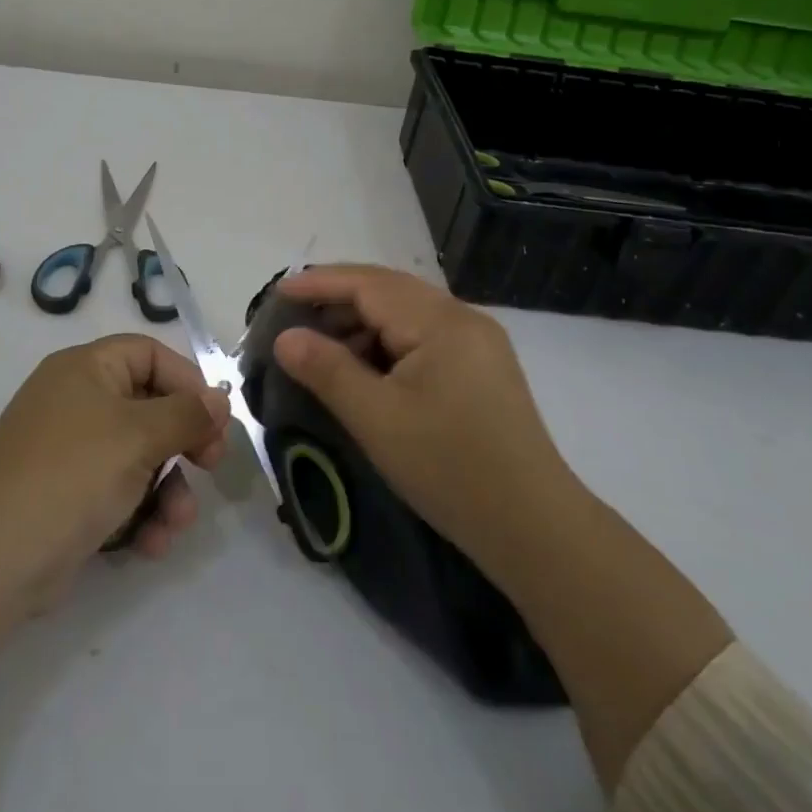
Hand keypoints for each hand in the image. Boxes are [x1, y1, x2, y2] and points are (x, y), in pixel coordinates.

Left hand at [0, 333, 231, 597]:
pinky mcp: (66, 497)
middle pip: (149, 407)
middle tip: (211, 467)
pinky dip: (140, 514)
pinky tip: (152, 545)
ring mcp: (69, 451)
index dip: (187, 381)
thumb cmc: (71, 475)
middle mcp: (76, 401)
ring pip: (138, 457)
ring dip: (168, 489)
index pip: (149, 354)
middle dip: (184, 443)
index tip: (216, 420)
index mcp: (85, 368)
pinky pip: (117, 492)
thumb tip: (221, 397)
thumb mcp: (138, 436)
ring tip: (177, 524)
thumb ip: (187, 414)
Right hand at [270, 265, 575, 589]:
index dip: (320, 283)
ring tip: (321, 345)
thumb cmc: (450, 469)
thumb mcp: (378, 420)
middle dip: (338, 298)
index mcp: (441, 321)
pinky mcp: (482, 366)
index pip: (369, 284)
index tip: (277, 291)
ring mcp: (477, 341)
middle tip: (293, 316)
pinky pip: (423, 336)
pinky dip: (387, 342)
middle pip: (389, 291)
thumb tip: (285, 337)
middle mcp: (463, 317)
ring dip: (362, 322)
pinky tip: (365, 367)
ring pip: (406, 313)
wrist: (535, 528)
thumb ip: (327, 370)